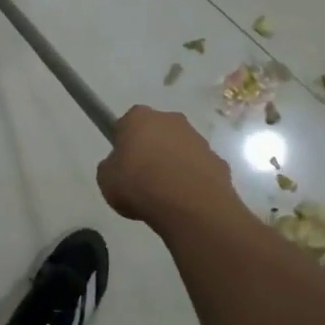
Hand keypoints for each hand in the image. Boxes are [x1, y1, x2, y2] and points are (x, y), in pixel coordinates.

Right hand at [97, 105, 241, 231]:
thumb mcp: (106, 179)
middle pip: (156, 132)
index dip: (123, 143)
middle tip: (142, 178)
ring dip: (173, 164)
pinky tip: (185, 200)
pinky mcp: (218, 161)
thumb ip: (111, 166)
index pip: (127, 124)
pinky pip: (198, 168)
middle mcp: (171, 120)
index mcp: (140, 117)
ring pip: (179, 149)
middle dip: (150, 149)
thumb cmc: (139, 185)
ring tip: (165, 194)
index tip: (122, 163)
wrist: (189, 206)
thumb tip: (121, 167)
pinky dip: (192, 180)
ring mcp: (198, 140)